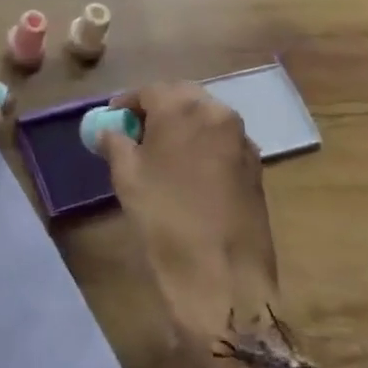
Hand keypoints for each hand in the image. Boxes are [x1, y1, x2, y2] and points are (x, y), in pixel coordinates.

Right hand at [95, 83, 290, 367]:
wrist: (222, 277)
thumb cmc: (165, 219)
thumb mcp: (126, 177)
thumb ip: (115, 143)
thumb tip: (111, 131)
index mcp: (184, 107)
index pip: (149, 90)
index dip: (127, 103)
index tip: (113, 121)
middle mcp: (219, 113)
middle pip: (182, 98)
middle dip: (158, 110)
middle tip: (136, 134)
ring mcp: (243, 141)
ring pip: (206, 119)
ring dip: (182, 127)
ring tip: (161, 156)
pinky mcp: (256, 168)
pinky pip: (222, 143)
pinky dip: (203, 147)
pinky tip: (188, 175)